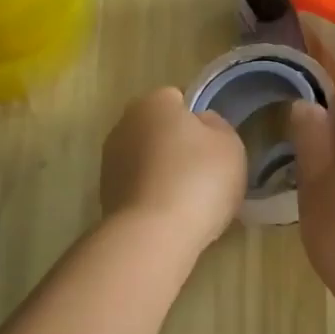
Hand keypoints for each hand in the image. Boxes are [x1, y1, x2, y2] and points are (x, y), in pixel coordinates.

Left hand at [100, 87, 247, 251]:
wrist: (153, 234)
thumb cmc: (198, 179)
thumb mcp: (229, 145)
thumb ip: (217, 126)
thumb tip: (201, 123)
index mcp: (154, 101)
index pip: (178, 99)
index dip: (197, 120)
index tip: (212, 145)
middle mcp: (125, 122)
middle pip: (158, 128)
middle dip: (176, 144)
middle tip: (203, 172)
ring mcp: (110, 159)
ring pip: (145, 157)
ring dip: (161, 170)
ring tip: (187, 199)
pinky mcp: (104, 193)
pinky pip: (137, 185)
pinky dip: (150, 194)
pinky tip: (168, 215)